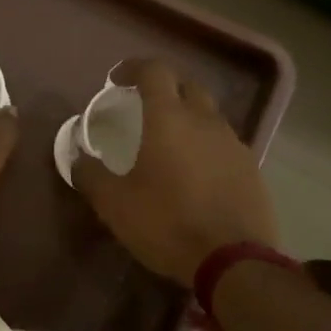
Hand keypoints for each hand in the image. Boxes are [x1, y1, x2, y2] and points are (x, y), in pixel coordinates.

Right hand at [73, 59, 277, 285]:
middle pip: (187, 86)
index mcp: (168, 118)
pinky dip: (207, 147)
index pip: (154, 70)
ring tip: (170, 145)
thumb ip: (91, 174)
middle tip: (144, 108)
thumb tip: (78, 157)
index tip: (116, 80)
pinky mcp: (252, 170)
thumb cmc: (167, 223)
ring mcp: (233, 144)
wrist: (234, 262)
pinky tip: (196, 175)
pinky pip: (224, 145)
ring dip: (188, 119)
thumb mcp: (114, 203)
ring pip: (209, 116)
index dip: (133, 68)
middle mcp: (204, 120)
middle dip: (164, 89)